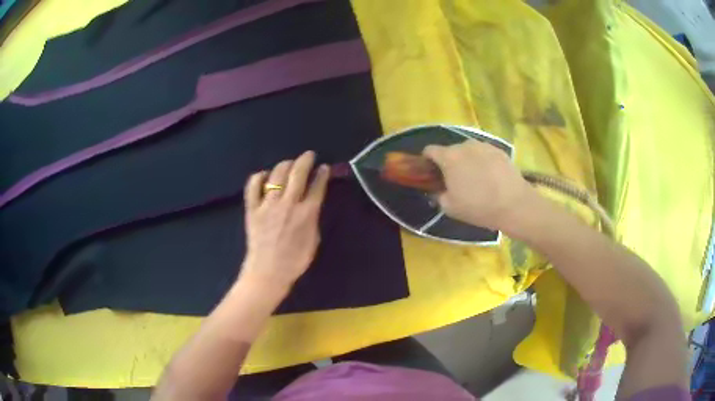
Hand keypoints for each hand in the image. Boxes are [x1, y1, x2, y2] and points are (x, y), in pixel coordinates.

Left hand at [240, 151, 329, 290]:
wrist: (268, 273)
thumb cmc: (294, 261)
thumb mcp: (313, 241)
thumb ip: (313, 219)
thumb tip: (312, 204)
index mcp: (307, 213)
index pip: (317, 186)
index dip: (322, 174)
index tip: (324, 168)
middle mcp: (288, 204)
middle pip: (298, 173)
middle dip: (305, 160)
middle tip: (308, 155)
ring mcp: (268, 205)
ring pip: (276, 175)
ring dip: (285, 165)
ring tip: (288, 164)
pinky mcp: (252, 209)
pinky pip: (252, 186)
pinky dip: (258, 177)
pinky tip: (263, 175)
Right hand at [423, 140, 533, 230]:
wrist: (514, 205)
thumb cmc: (479, 207)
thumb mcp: (450, 208)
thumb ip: (438, 195)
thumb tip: (438, 189)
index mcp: (449, 157)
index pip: (430, 150)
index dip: (428, 161)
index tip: (432, 174)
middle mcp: (465, 145)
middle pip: (451, 150)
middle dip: (450, 162)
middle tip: (456, 180)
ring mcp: (484, 145)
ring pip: (469, 151)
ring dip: (468, 161)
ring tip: (476, 179)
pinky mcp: (500, 150)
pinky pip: (485, 154)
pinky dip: (484, 162)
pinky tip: (491, 178)